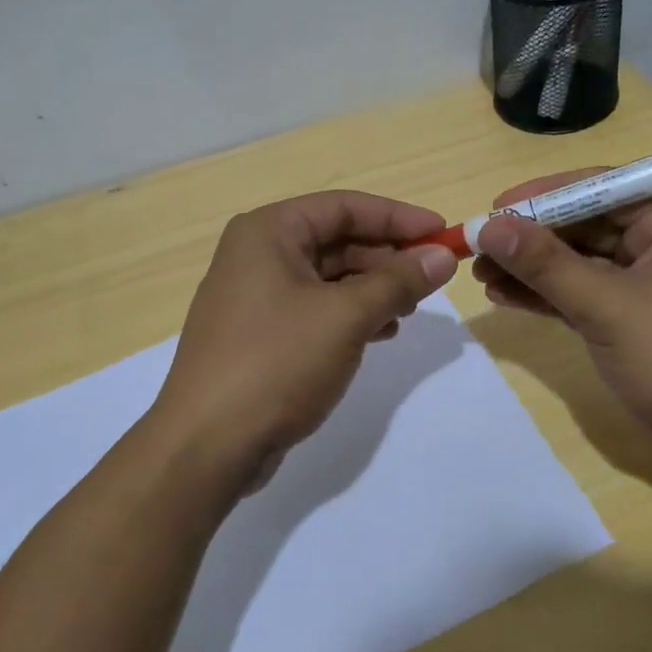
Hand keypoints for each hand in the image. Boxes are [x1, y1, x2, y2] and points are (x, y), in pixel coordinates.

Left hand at [151, 191, 459, 494]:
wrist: (208, 444)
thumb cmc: (276, 363)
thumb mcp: (346, 317)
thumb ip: (398, 282)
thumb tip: (443, 257)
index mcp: (268, 233)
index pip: (344, 207)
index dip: (398, 218)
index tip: (443, 235)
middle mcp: (257, 255)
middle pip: (336, 240)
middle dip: (387, 257)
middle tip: (433, 278)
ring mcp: (255, 297)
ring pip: (328, 278)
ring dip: (373, 288)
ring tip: (410, 310)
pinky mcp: (260, 335)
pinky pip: (315, 310)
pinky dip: (350, 316)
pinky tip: (381, 333)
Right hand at [470, 173, 651, 478]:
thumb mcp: (609, 308)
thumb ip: (546, 264)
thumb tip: (488, 226)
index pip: (602, 188)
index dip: (544, 196)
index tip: (494, 208)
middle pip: (585, 224)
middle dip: (531, 237)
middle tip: (477, 246)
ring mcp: (647, 283)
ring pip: (578, 261)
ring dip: (531, 267)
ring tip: (479, 273)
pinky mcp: (631, 318)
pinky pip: (581, 293)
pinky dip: (545, 295)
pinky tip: (503, 295)